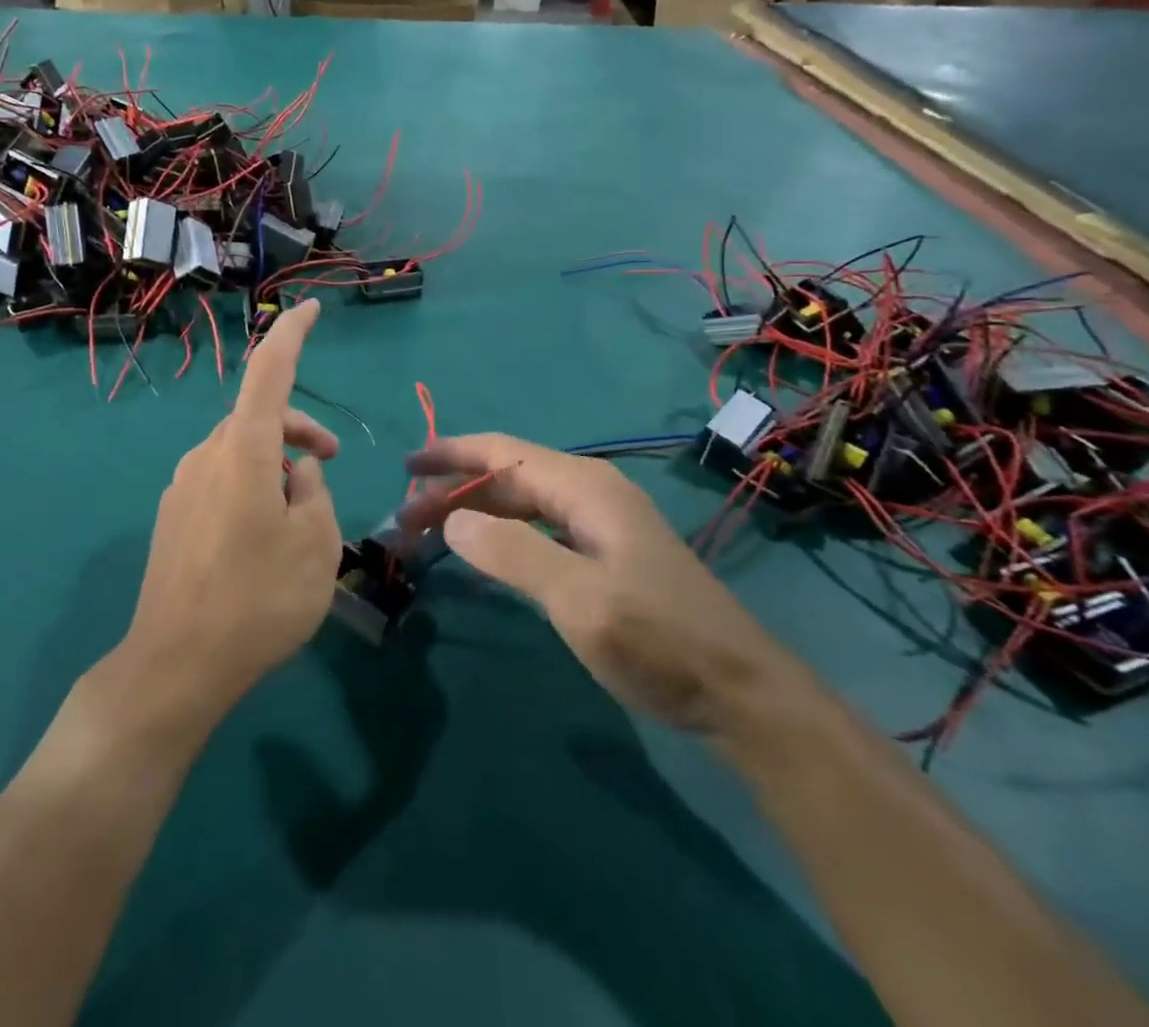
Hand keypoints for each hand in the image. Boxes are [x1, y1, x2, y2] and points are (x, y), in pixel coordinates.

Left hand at [123, 301, 343, 722]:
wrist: (175, 665)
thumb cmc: (258, 600)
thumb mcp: (315, 546)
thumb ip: (313, 494)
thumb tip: (297, 474)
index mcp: (244, 452)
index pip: (269, 372)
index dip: (292, 335)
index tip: (312, 310)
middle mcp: (206, 456)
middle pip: (258, 418)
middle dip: (299, 428)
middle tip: (331, 462)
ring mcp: (182, 486)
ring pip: (239, 451)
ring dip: (275, 462)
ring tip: (300, 515)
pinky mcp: (173, 516)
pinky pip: (220, 480)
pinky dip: (250, 486)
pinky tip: (260, 537)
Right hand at [401, 434, 795, 734]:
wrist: (743, 695)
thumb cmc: (659, 642)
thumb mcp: (580, 600)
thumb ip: (513, 553)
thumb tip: (452, 520)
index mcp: (586, 488)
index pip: (502, 453)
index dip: (451, 454)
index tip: (406, 467)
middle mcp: (592, 493)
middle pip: (508, 476)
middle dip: (455, 490)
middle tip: (405, 519)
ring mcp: (602, 524)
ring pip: (522, 502)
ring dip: (475, 512)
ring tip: (430, 534)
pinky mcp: (607, 554)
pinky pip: (539, 528)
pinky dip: (502, 533)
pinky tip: (483, 552)